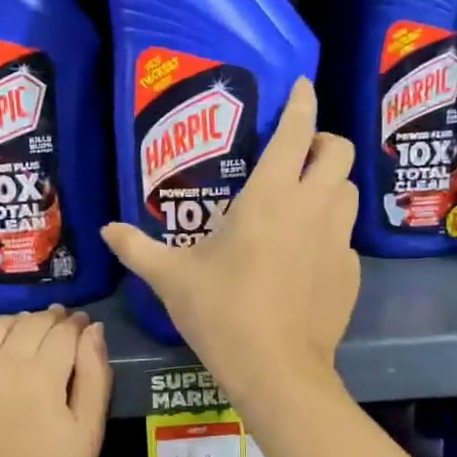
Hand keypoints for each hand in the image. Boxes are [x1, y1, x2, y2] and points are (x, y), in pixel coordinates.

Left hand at [0, 306, 111, 456]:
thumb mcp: (88, 432)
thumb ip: (95, 375)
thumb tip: (93, 330)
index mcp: (40, 378)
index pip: (62, 331)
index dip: (77, 325)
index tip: (84, 326)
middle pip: (28, 324)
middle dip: (50, 321)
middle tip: (61, 331)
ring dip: (13, 325)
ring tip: (24, 339)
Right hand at [101, 78, 358, 403]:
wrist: (276, 371)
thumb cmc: (222, 313)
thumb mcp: (171, 279)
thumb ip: (137, 248)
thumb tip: (106, 230)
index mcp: (270, 197)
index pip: (296, 132)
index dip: (301, 102)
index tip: (301, 86)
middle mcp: (312, 208)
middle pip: (338, 151)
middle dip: (323, 142)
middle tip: (298, 154)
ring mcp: (339, 241)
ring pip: (348, 192)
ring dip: (329, 185)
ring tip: (301, 202)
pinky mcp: (351, 272)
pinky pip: (345, 237)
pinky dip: (329, 234)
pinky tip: (304, 260)